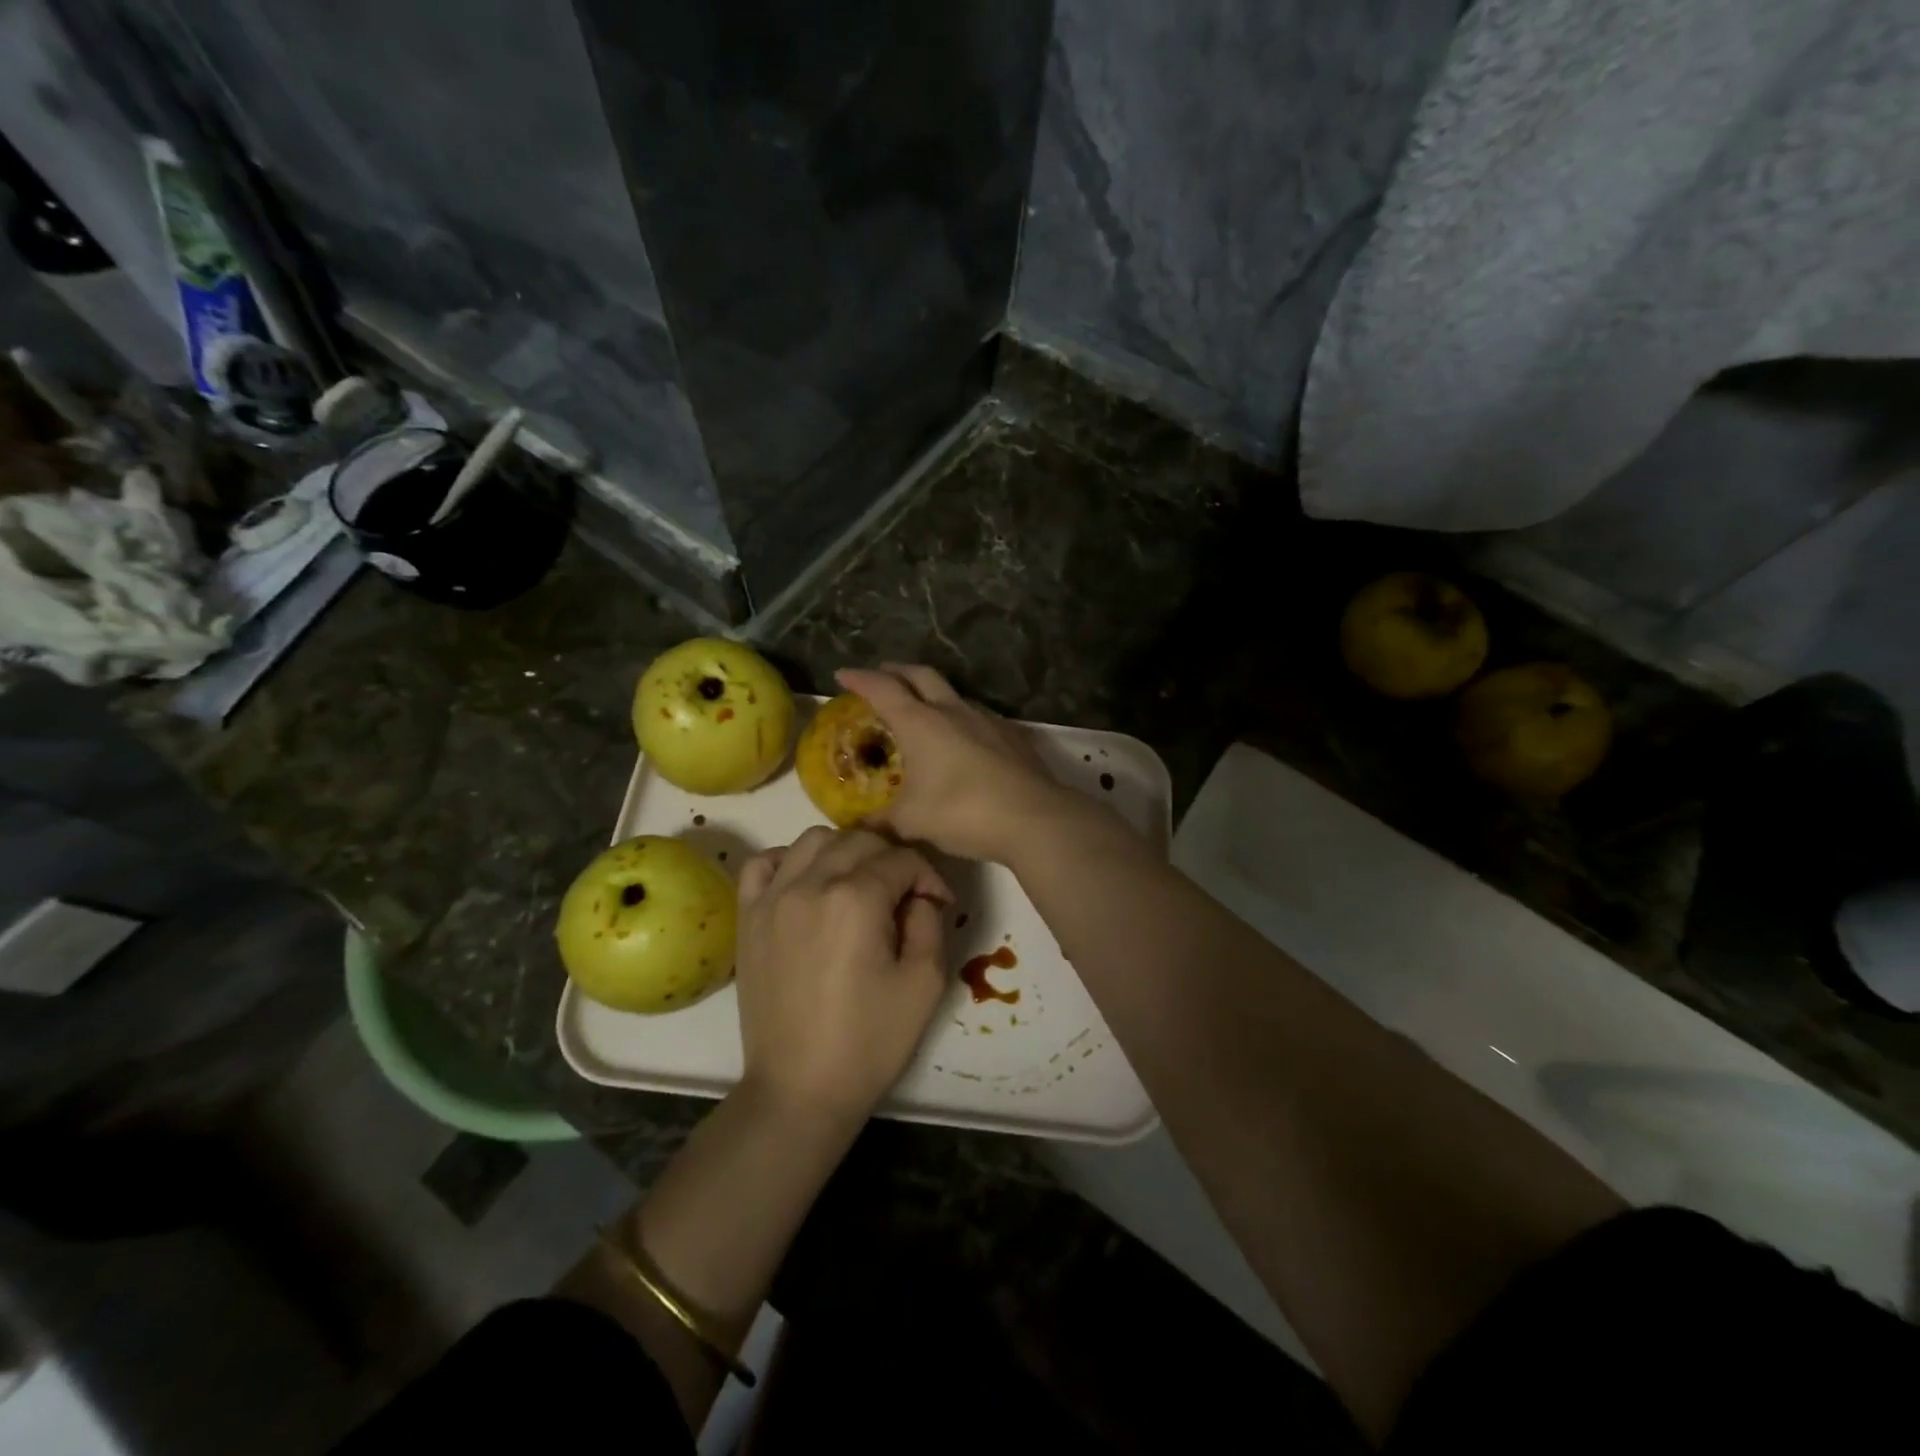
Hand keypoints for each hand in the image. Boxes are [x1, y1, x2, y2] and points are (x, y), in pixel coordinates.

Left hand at [733, 827, 952, 1123]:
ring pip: (813, 839)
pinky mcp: (748, 916)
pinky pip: (763, 862)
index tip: (938, 903)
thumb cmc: (869, 1042)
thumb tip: (920, 894)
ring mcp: (772, 897)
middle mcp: (810, 884)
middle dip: (891, 857)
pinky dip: (789, 860)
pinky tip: (808, 883)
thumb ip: (929, 922)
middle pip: (859, 839)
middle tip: (904, 892)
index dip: (928, 876)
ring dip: (844, 850)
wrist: (799, 1088)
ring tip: (858, 883)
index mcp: (856, 900)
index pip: (901, 859)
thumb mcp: (924, 983)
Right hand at [836, 664, 1073, 864]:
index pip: (882, 689)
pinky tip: (961, 738)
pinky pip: (977, 716)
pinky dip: (959, 717)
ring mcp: (986, 719)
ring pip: (952, 693)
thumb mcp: (911, 821)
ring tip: (921, 708)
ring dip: (931, 693)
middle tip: (881, 676)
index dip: (859, 679)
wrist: (1033, 817)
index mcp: (920, 722)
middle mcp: (952, 710)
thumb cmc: (962, 812)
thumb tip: (859, 825)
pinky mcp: (1011, 735)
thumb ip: (881, 821)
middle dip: (896, 671)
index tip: (842, 675)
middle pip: (919, 675)